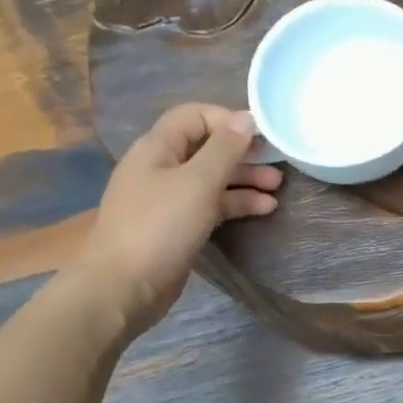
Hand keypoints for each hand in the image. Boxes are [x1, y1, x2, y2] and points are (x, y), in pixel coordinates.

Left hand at [75, 103, 281, 332]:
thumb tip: (246, 118)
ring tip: (277, 189)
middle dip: (242, 154)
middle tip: (277, 164)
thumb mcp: (198, 182)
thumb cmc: (160, 227)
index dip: (228, 120)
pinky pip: (210, 206)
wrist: (124, 286)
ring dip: (244, 181)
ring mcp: (167, 200)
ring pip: (211, 180)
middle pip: (206, 149)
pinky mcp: (176, 228)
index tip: (261, 137)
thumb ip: (224, 149)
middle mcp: (160, 168)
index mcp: (157, 148)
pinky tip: (262, 210)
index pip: (194, 116)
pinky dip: (235, 205)